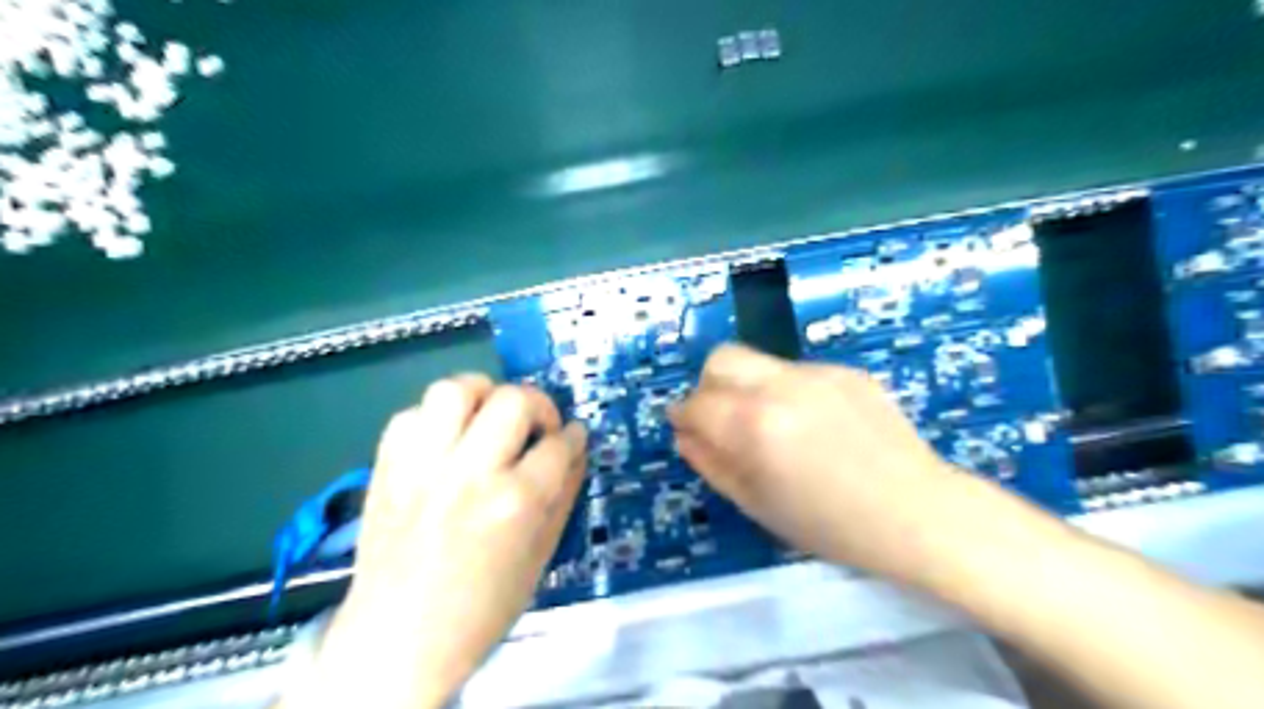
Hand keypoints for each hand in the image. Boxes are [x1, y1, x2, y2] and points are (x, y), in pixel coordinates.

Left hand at [282, 375, 585, 706]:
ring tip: (489, 417)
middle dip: (539, 405)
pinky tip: (447, 441)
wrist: (398, 640)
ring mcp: (422, 466)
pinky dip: (434, 418)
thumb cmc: (482, 607)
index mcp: (514, 503)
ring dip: (482, 395)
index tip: (574, 436)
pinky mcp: (386, 467)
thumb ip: (564, 494)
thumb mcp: (541, 555)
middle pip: (513, 401)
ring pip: (454, 390)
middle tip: (538, 427)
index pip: (558, 444)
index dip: (574, 437)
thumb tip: (578, 449)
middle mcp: (470, 473)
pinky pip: (410, 413)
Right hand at [669, 343, 969, 580]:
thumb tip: (685, 434)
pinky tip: (815, 427)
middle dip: (708, 385)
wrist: (917, 513)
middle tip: (720, 419)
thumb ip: (711, 463)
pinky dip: (788, 393)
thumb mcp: (757, 504)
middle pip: (722, 358)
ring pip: (760, 363)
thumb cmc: (831, 525)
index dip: (683, 417)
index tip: (686, 429)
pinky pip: (798, 373)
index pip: (696, 403)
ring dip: (749, 388)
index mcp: (754, 425)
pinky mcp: (846, 371)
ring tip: (774, 427)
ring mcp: (817, 372)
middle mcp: (780, 386)